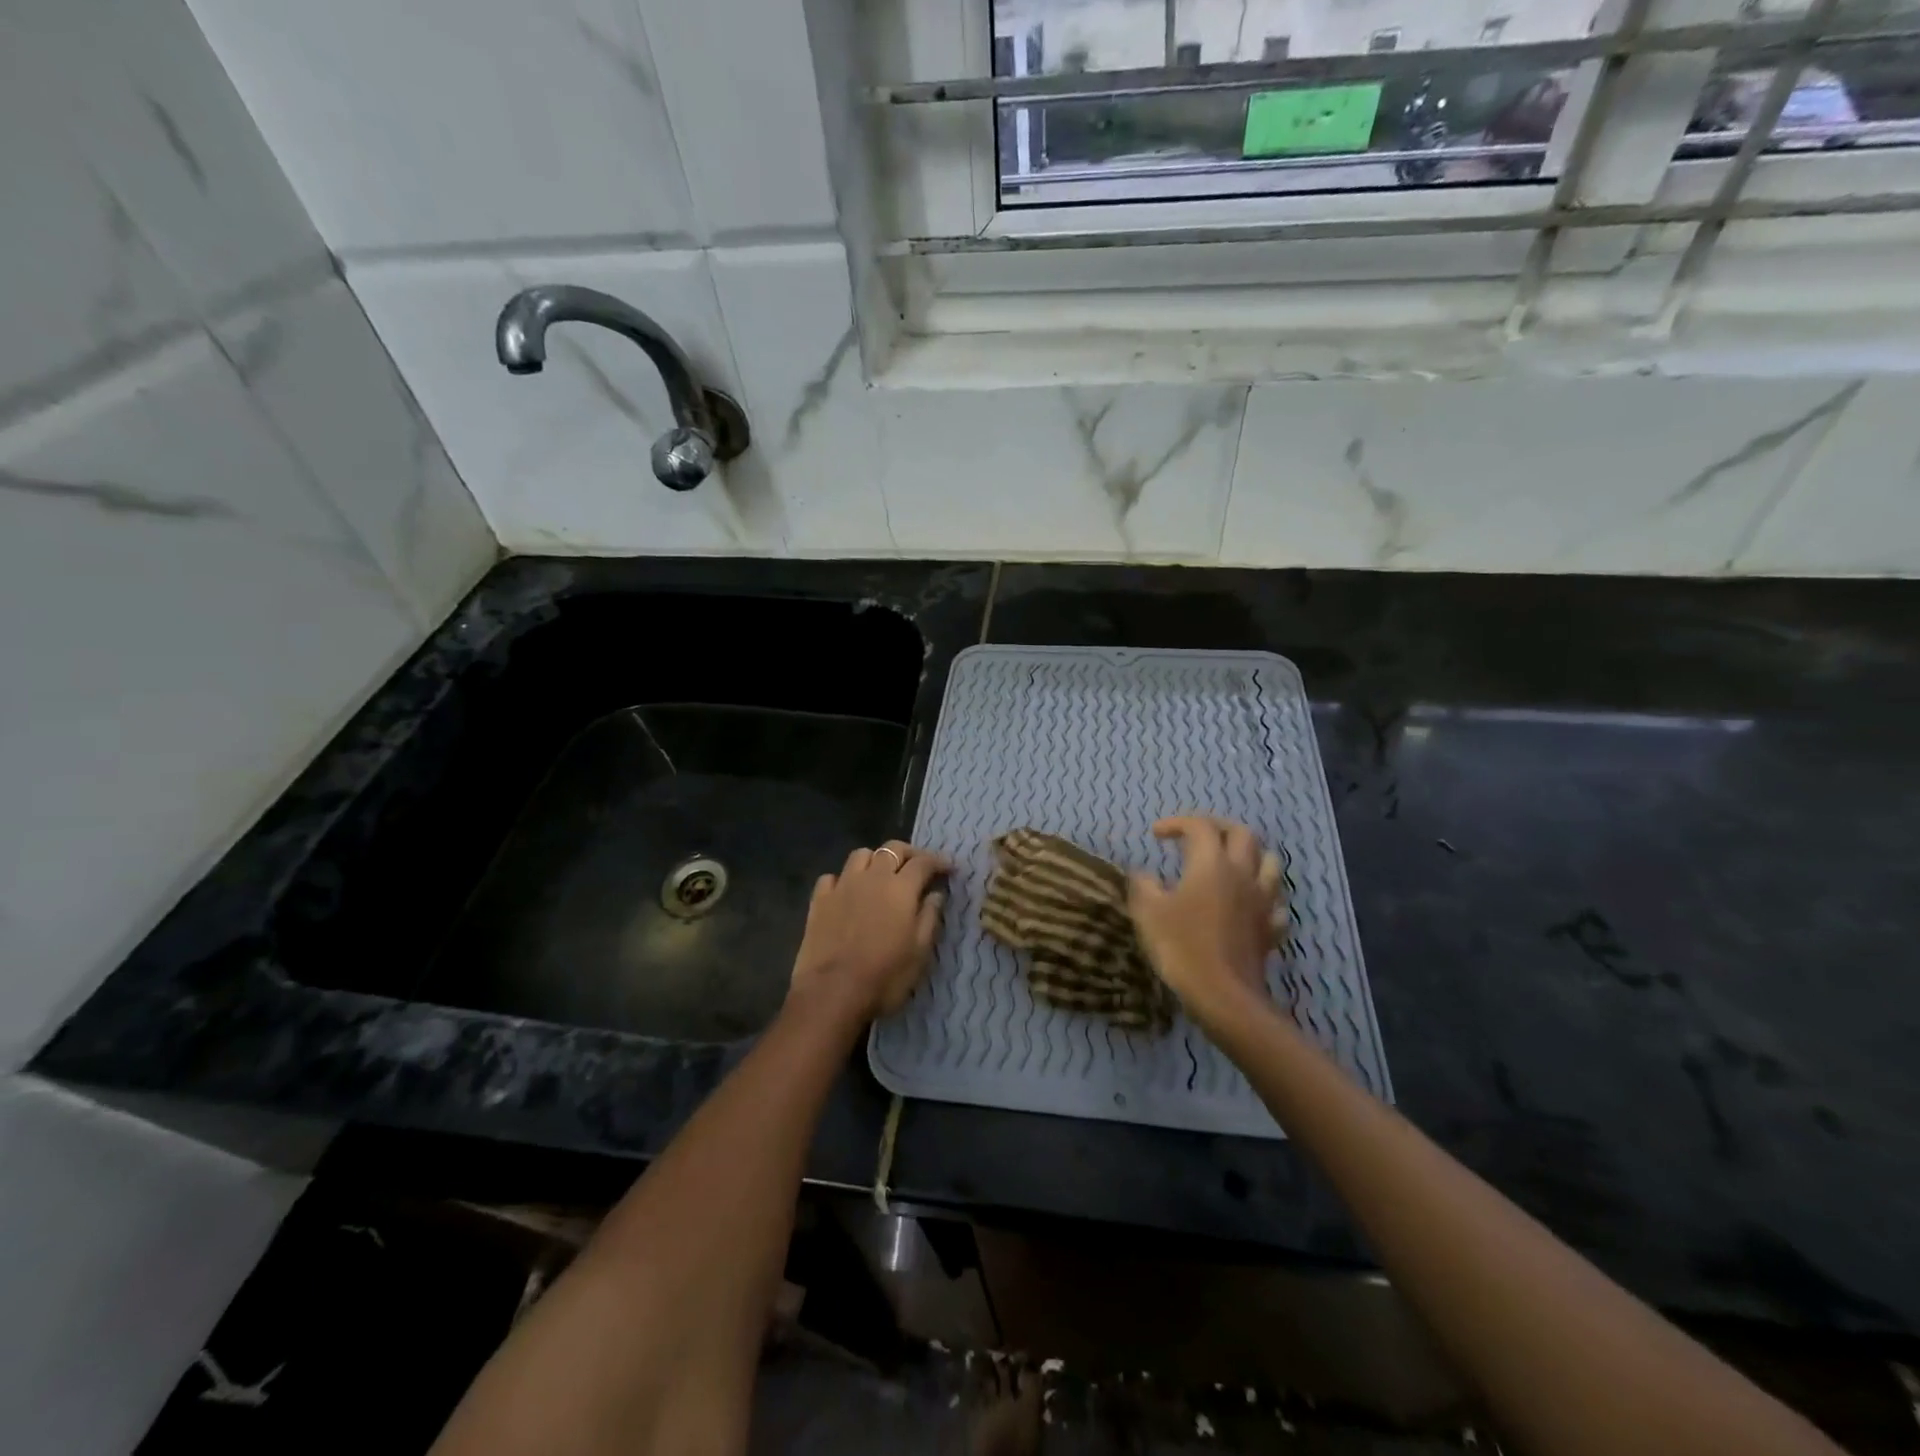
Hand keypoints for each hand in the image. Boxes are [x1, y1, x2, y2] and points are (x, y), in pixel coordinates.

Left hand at [789, 841, 951, 1023]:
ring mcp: (842, 885)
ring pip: (860, 855)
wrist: (832, 992)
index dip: (939, 862)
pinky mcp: (819, 900)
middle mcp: (872, 877)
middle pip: (892, 848)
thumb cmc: (884, 976)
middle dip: (909, 853)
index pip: (923, 862)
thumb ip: (930, 917)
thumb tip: (935, 894)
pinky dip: (843, 879)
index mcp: (901, 888)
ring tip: (881, 875)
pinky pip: (832, 877)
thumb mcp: (919, 952)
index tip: (949, 870)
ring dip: (875, 859)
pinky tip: (847, 893)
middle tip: (919, 867)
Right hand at [1128, 816, 1284, 1034]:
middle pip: (1243, 834)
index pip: (1200, 826)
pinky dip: (1263, 895)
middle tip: (1197, 836)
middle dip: (1218, 828)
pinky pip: (1276, 901)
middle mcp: (1243, 873)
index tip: (1156, 834)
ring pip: (1269, 862)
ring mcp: (1263, 901)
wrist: (1223, 995)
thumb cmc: (1182, 947)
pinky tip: (1249, 904)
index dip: (1177, 823)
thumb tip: (1143, 875)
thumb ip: (1143, 885)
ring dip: (1250, 855)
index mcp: (1211, 863)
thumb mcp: (1148, 912)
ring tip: (1230, 863)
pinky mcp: (1272, 928)